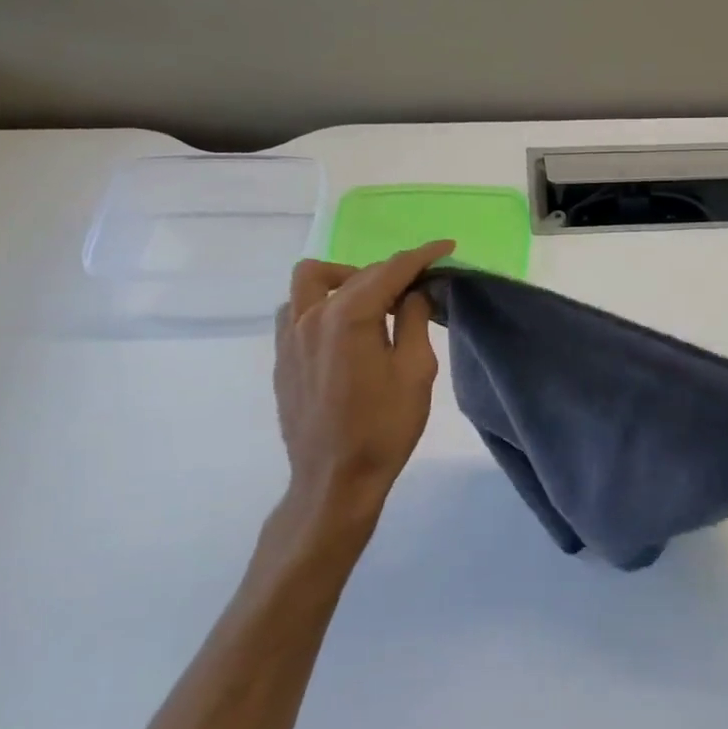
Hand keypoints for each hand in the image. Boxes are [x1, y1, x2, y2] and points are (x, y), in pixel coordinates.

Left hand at [272, 241, 454, 540]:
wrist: (334, 480)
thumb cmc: (384, 428)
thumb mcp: (416, 371)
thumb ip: (413, 320)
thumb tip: (413, 292)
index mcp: (347, 317)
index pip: (390, 271)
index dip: (421, 256)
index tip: (446, 247)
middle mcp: (311, 316)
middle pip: (354, 273)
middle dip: (390, 272)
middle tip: (419, 289)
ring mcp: (289, 337)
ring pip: (311, 281)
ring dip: (345, 280)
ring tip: (372, 303)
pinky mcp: (281, 357)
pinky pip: (296, 310)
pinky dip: (322, 304)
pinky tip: (344, 330)